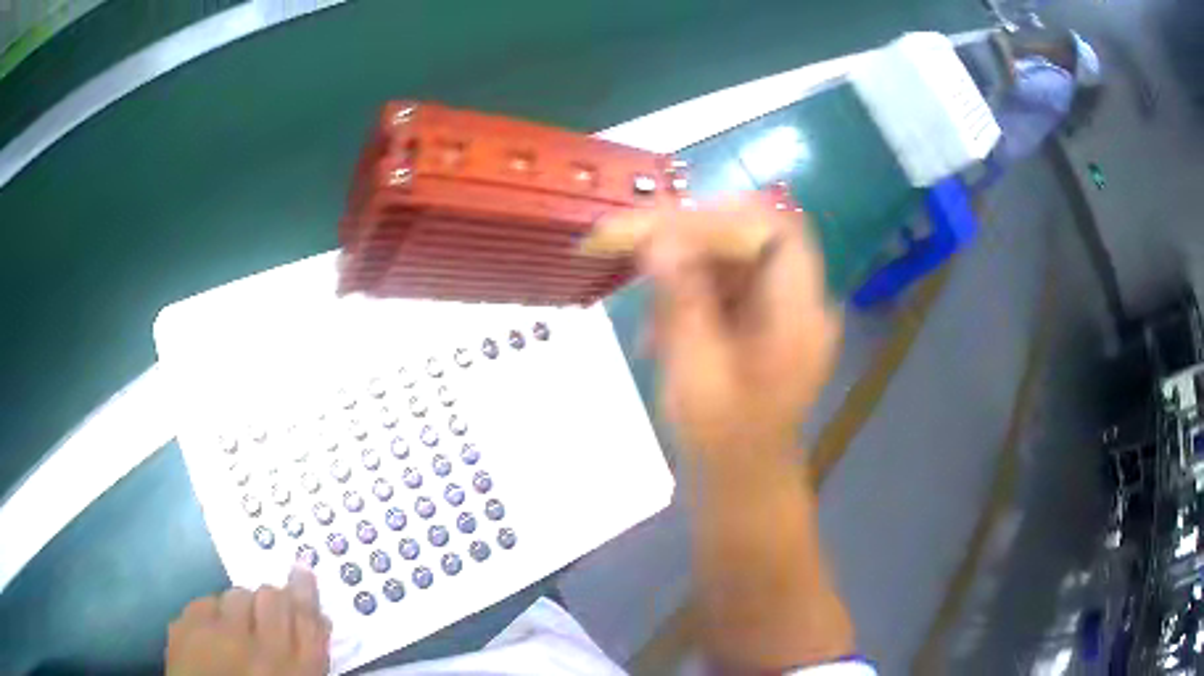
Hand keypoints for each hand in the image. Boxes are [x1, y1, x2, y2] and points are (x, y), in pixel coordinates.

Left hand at [167, 566, 330, 675]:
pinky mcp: (186, 628)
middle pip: (272, 597)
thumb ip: (306, 654)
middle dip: (270, 600)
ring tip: (236, 628)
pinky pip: (205, 601)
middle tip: (264, 615)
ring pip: (237, 594)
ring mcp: (220, 637)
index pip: (307, 619)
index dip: (305, 593)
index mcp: (298, 671)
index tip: (301, 573)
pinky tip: (212, 633)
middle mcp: (262, 650)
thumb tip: (315, 617)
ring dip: (240, 607)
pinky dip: (211, 613)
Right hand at [610, 195, 841, 462]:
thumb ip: (681, 300)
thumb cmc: (723, 441)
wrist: (743, 484)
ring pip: (735, 262)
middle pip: (752, 240)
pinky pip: (728, 289)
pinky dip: (691, 299)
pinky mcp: (765, 324)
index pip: (776, 230)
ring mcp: (784, 313)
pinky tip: (661, 333)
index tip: (666, 226)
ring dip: (686, 275)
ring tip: (650, 316)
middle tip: (638, 252)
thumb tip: (659, 237)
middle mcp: (801, 303)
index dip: (723, 217)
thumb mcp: (696, 372)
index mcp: (800, 314)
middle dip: (692, 242)